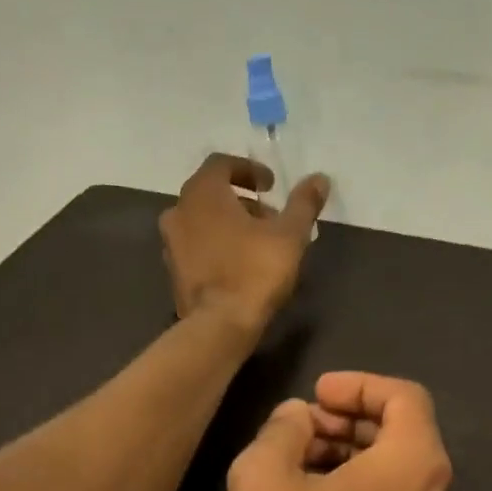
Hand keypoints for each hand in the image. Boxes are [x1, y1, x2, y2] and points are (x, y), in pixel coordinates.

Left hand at [160, 153, 329, 336]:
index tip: (271, 186)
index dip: (249, 170)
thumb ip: (304, 204)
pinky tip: (239, 266)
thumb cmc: (254, 271)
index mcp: (202, 192)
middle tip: (270, 217)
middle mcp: (179, 211)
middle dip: (242, 201)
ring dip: (229, 226)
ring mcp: (171, 245)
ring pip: (202, 223)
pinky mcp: (174, 274)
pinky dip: (217, 248)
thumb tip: (320, 178)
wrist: (219, 326)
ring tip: (258, 243)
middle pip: (211, 194)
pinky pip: (197, 249)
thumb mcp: (289, 235)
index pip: (222, 164)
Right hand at [224, 372, 454, 490]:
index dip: (357, 384)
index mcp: (414, 465)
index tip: (315, 395)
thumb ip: (282, 430)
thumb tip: (298, 418)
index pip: (403, 396)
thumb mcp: (263, 481)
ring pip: (394, 472)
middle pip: (402, 433)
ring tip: (296, 461)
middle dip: (349, 419)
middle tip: (300, 427)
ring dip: (350, 454)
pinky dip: (357, 488)